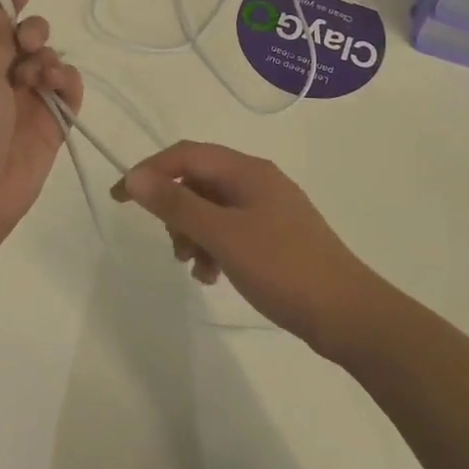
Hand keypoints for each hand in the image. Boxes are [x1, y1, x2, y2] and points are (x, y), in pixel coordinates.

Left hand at [0, 0, 83, 233]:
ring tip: (40, 76)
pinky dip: (68, 83)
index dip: (11, 2)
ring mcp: (26, 103)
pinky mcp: (50, 126)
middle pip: (26, 41)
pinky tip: (59, 85)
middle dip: (33, 31)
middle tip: (29, 43)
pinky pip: (67, 93)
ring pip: (49, 63)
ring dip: (48, 59)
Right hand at [111, 141, 382, 354]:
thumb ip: (177, 205)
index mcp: (247, 170)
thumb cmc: (282, 267)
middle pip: (199, 181)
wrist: (348, 313)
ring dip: (194, 234)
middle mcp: (258, 180)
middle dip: (176, 211)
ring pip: (213, 209)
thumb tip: (135, 176)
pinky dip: (215, 247)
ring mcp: (270, 208)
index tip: (120, 199)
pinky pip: (232, 230)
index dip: (150, 171)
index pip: (186, 155)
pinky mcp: (277, 235)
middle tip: (174, 248)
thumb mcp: (222, 235)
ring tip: (197, 269)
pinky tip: (215, 276)